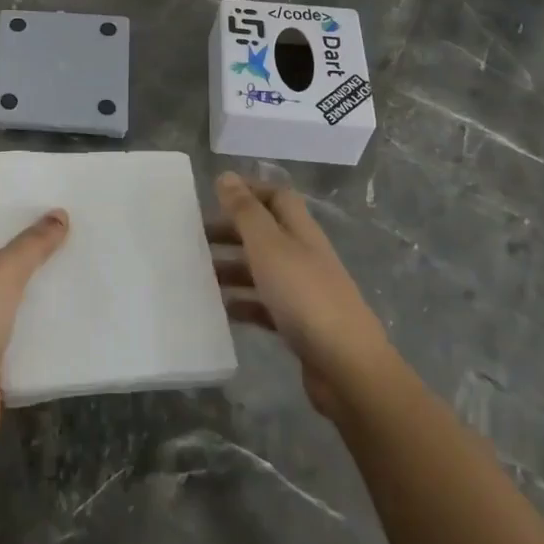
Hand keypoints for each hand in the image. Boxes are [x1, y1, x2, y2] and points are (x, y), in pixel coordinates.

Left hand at [0, 212, 68, 440]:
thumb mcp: (2, 274)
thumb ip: (32, 244)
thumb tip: (59, 213)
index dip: (10, 218)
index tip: (48, 212)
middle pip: (1, 261)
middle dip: (34, 253)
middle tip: (75, 238)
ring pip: (15, 298)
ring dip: (42, 289)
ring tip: (82, 271)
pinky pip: (23, 332)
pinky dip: (43, 325)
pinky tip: (74, 315)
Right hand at [211, 173, 393, 418]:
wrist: (347, 368)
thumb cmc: (304, 296)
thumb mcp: (269, 246)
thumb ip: (246, 211)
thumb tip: (226, 176)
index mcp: (301, 232)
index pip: (278, 197)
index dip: (249, 191)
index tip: (214, 194)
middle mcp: (304, 256)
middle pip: (266, 233)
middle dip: (232, 231)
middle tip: (195, 236)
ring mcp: (304, 292)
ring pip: (262, 270)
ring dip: (232, 267)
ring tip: (198, 273)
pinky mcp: (300, 325)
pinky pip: (265, 305)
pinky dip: (243, 303)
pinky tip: (221, 309)